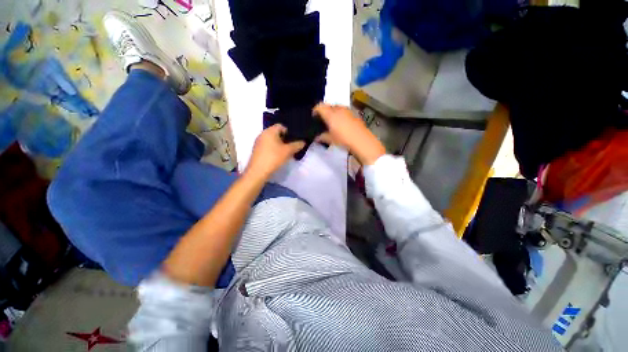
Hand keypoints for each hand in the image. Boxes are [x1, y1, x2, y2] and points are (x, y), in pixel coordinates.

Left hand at [246, 124, 304, 179]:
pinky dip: (273, 149)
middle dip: (285, 139)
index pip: (281, 126)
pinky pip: (267, 145)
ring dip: (279, 144)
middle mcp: (263, 134)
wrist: (258, 171)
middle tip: (292, 146)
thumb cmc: (273, 158)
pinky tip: (278, 156)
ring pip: (272, 140)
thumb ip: (297, 145)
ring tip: (286, 152)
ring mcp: (258, 142)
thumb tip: (303, 142)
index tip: (295, 140)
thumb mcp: (288, 151)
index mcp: (270, 131)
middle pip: (276, 133)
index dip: (289, 132)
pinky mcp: (257, 150)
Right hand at [313, 103, 385, 164]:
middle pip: (329, 106)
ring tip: (332, 122)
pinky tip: (342, 124)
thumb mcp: (331, 140)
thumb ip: (322, 137)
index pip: (320, 106)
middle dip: (325, 111)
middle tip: (323, 119)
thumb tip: (317, 138)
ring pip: (337, 108)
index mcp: (330, 114)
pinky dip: (341, 115)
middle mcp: (338, 109)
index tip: (314, 116)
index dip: (315, 110)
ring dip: (333, 112)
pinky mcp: (354, 114)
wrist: (361, 141)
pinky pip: (344, 111)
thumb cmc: (343, 139)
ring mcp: (347, 111)